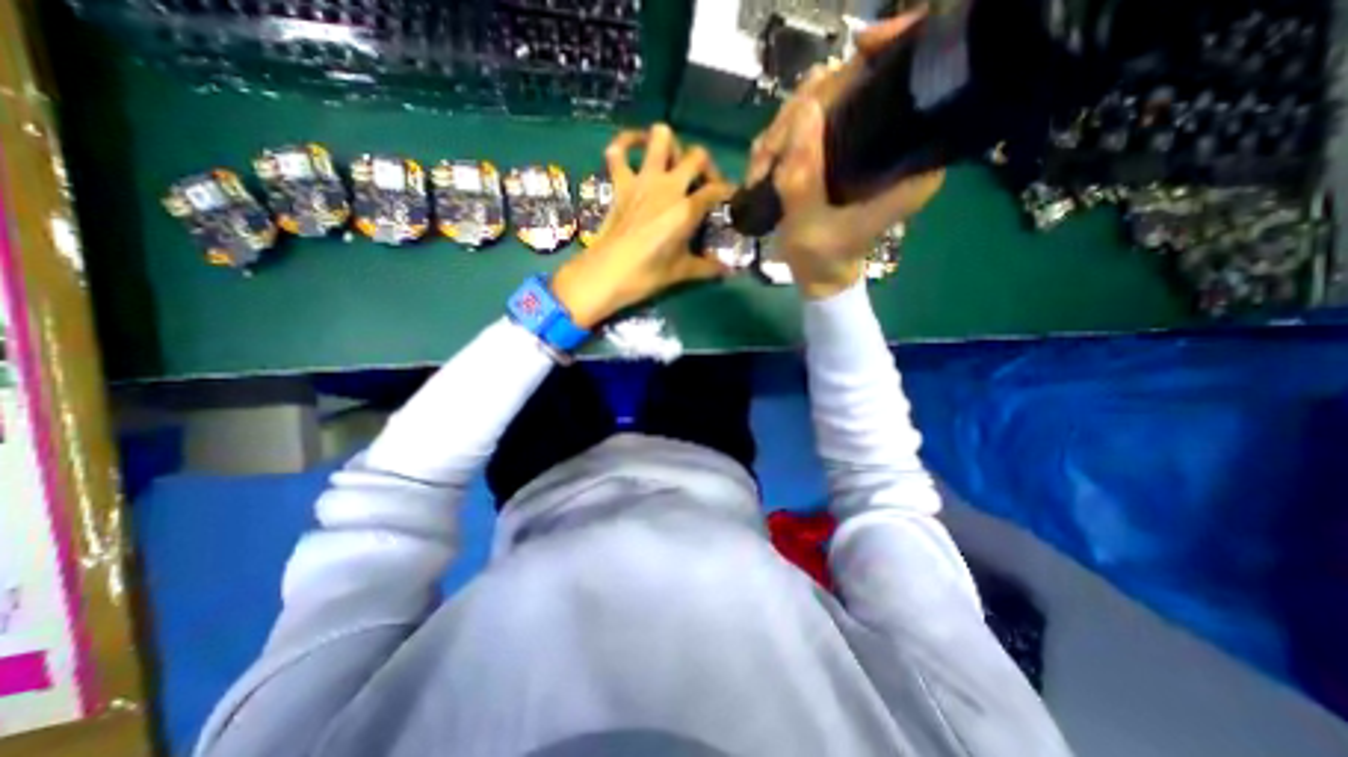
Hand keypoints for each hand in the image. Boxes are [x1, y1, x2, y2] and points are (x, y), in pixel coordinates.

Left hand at [551, 123, 733, 328]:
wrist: (607, 274)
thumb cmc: (647, 275)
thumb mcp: (681, 272)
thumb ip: (707, 267)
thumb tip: (727, 271)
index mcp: (687, 209)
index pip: (716, 190)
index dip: (728, 192)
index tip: (731, 199)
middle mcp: (668, 186)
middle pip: (697, 156)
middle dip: (706, 166)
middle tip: (703, 184)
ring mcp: (643, 180)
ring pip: (661, 137)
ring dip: (671, 146)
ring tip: (673, 164)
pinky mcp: (620, 182)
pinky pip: (618, 151)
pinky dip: (626, 144)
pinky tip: (634, 148)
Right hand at [747, 11, 945, 296]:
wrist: (819, 275)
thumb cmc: (821, 259)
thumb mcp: (808, 227)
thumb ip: (804, 176)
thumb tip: (802, 109)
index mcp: (908, 163)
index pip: (903, 88)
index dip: (875, 64)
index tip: (844, 65)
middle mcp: (893, 143)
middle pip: (852, 86)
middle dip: (801, 114)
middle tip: (768, 157)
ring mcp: (863, 143)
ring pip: (823, 102)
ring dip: (782, 132)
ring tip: (761, 171)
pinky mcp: (840, 149)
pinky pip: (806, 124)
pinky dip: (779, 142)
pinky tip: (764, 169)